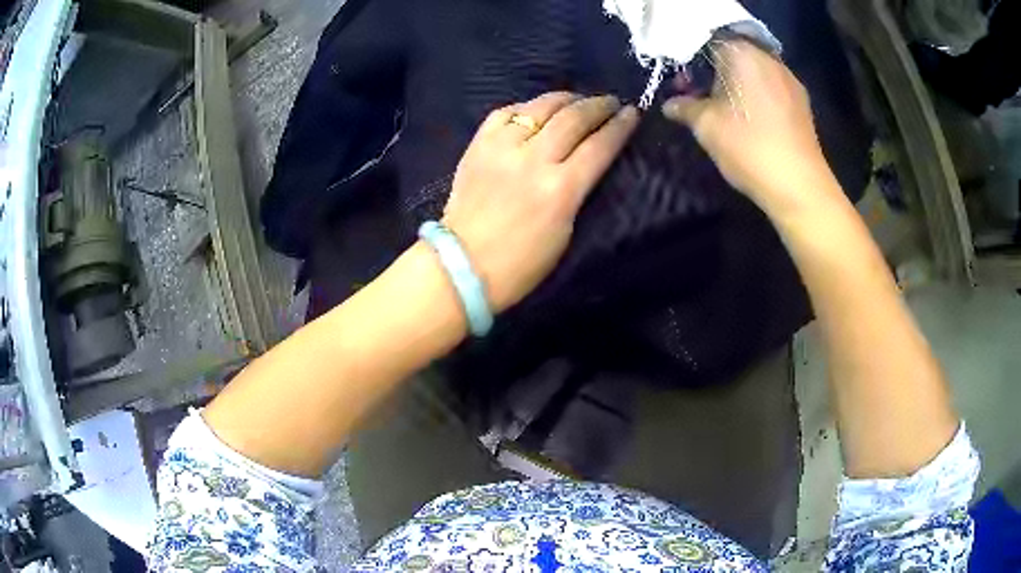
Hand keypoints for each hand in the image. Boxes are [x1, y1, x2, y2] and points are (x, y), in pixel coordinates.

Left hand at [442, 92, 639, 312]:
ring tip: (579, 99)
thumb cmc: (521, 264)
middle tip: (611, 102)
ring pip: (540, 107)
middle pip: (573, 118)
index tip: (632, 113)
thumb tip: (588, 160)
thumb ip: (578, 190)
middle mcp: (533, 160)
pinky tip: (536, 110)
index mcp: (560, 190)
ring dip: (566, 99)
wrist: (462, 265)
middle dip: (598, 105)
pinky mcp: (477, 145)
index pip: (599, 146)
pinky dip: (526, 107)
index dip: (620, 126)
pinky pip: (505, 112)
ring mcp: (501, 148)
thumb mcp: (566, 233)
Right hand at [663, 40, 837, 213]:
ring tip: (725, 108)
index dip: (689, 59)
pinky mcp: (801, 101)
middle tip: (699, 95)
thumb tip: (670, 104)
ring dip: (736, 82)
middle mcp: (768, 58)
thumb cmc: (748, 147)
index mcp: (741, 53)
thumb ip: (684, 107)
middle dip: (713, 70)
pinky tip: (751, 117)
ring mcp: (789, 79)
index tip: (681, 82)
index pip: (707, 41)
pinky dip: (756, 93)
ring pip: (753, 69)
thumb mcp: (706, 126)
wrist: (799, 186)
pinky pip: (771, 86)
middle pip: (733, 53)